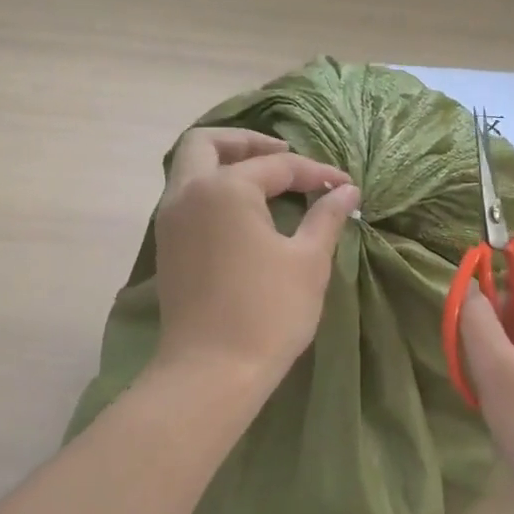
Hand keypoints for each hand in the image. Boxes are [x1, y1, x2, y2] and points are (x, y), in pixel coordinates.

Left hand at [152, 129, 359, 389]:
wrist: (212, 371)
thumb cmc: (267, 312)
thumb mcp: (308, 261)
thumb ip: (326, 217)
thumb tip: (346, 191)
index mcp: (224, 189)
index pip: (276, 165)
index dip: (315, 173)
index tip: (344, 186)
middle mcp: (188, 194)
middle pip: (206, 143)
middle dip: (246, 141)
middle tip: (284, 153)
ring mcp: (170, 221)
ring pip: (189, 170)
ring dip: (225, 164)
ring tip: (267, 181)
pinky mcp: (168, 247)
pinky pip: (187, 198)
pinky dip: (213, 190)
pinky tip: (245, 213)